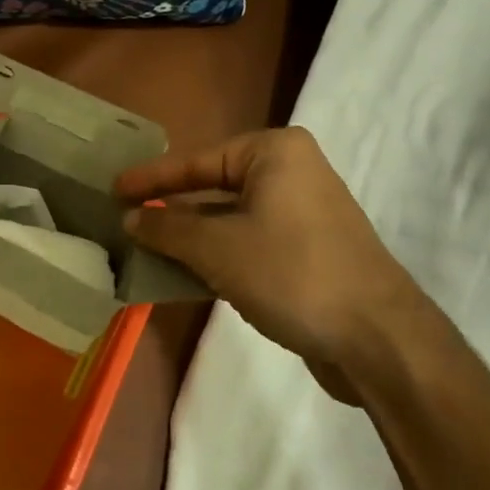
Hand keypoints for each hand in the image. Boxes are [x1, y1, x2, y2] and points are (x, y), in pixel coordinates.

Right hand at [116, 128, 423, 401]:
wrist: (376, 337)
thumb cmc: (291, 273)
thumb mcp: (217, 248)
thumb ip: (168, 228)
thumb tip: (131, 217)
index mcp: (274, 153)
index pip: (197, 160)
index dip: (151, 178)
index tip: (113, 189)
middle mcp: (291, 173)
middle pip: (213, 187)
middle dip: (171, 210)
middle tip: (125, 221)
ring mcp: (303, 214)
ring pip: (230, 219)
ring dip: (190, 239)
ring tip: (145, 252)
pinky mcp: (308, 251)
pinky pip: (249, 244)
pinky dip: (217, 257)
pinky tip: (184, 277)